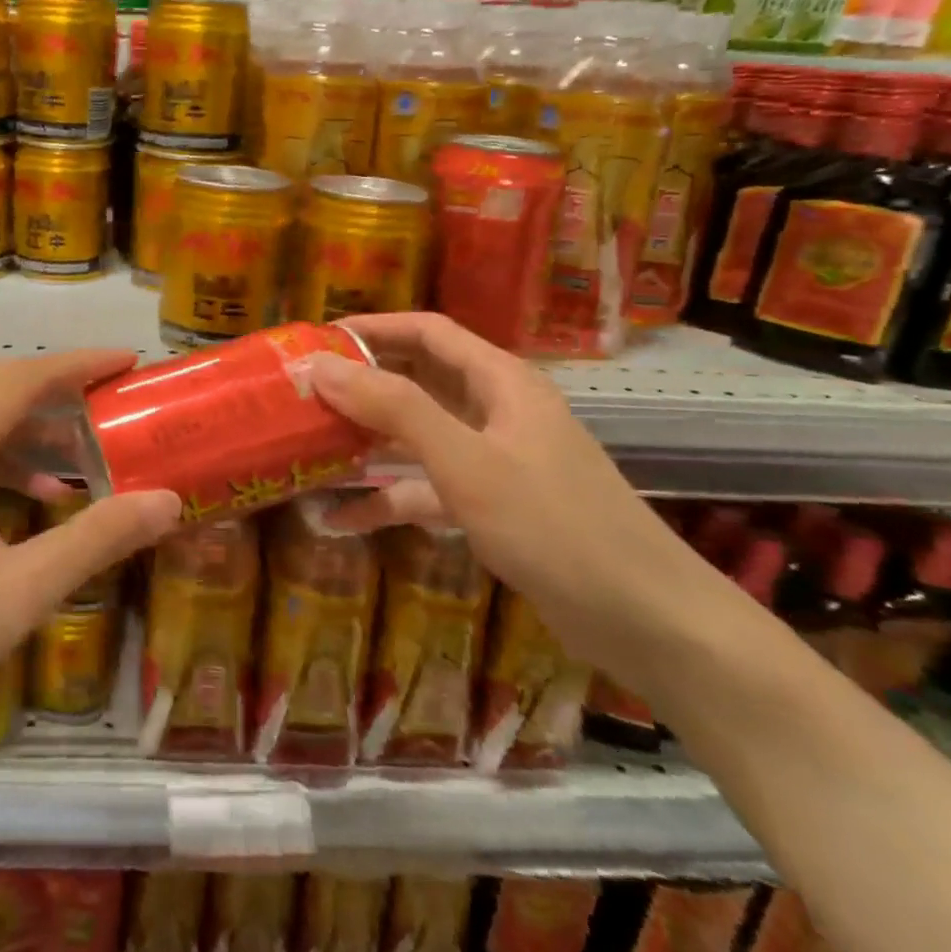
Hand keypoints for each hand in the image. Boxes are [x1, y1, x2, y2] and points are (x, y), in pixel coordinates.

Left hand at [0, 350, 182, 737]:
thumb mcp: (17, 591)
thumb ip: (93, 540)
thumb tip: (164, 501)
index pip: (27, 377)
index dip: (82, 364)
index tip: (129, 363)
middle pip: (3, 387)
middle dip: (63, 389)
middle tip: (115, 403)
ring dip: (33, 426)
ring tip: (83, 456)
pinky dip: (3, 455)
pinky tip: (29, 496)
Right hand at [308, 313, 732, 689]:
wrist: (648, 623)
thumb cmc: (555, 526)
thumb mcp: (466, 461)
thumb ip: (393, 408)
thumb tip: (319, 365)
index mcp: (500, 381)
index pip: (426, 331)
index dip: (371, 328)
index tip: (314, 340)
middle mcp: (496, 410)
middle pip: (418, 379)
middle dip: (361, 383)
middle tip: (302, 391)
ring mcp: (494, 460)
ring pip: (418, 434)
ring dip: (367, 439)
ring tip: (309, 443)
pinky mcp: (492, 505)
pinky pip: (427, 487)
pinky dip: (388, 497)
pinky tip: (340, 519)